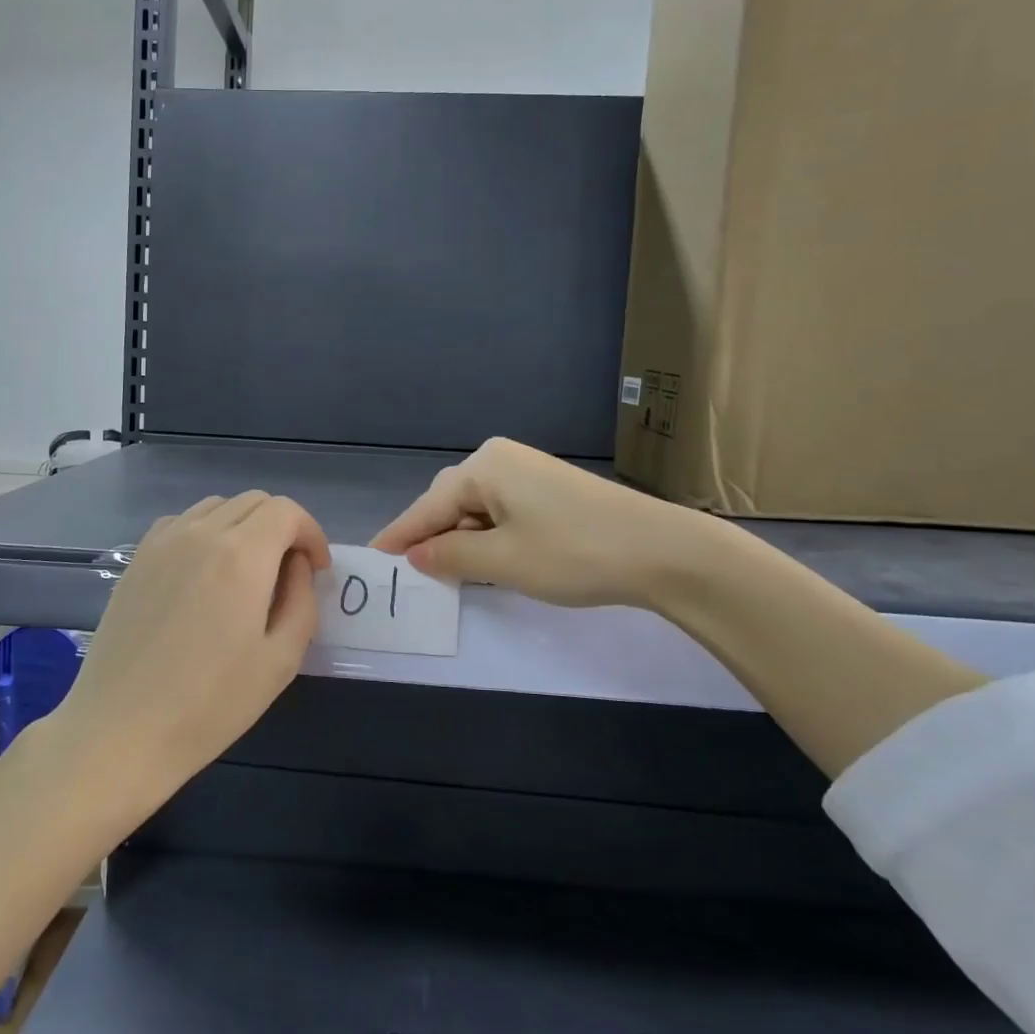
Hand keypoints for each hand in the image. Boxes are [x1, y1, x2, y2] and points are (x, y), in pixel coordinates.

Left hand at [50, 491, 331, 811]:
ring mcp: (163, 542)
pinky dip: (206, 531)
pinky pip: (182, 523)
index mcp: (242, 555)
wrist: (121, 730)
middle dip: (282, 527)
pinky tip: (204, 573)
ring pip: (217, 507)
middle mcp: (201, 533)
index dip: (311, 533)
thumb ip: (301, 600)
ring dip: (244, 526)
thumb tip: (297, 565)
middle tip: (289, 572)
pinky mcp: (137, 559)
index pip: (287, 511)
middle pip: (254, 502)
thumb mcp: (280, 659)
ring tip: (248, 571)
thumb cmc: (210, 704)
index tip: (316, 570)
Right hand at [371, 437, 723, 608]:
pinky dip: (488, 536)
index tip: (373, 558)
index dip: (400, 536)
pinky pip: (500, 511)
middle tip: (412, 574)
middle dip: (432, 538)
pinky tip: (487, 559)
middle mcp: (500, 458)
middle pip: (450, 502)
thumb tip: (416, 555)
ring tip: (448, 574)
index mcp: (484, 466)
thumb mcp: (502, 561)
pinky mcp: (547, 488)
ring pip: (476, 508)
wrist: (661, 550)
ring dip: (462, 540)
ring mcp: (527, 471)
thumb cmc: (573, 553)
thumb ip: (450, 556)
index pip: (428, 506)